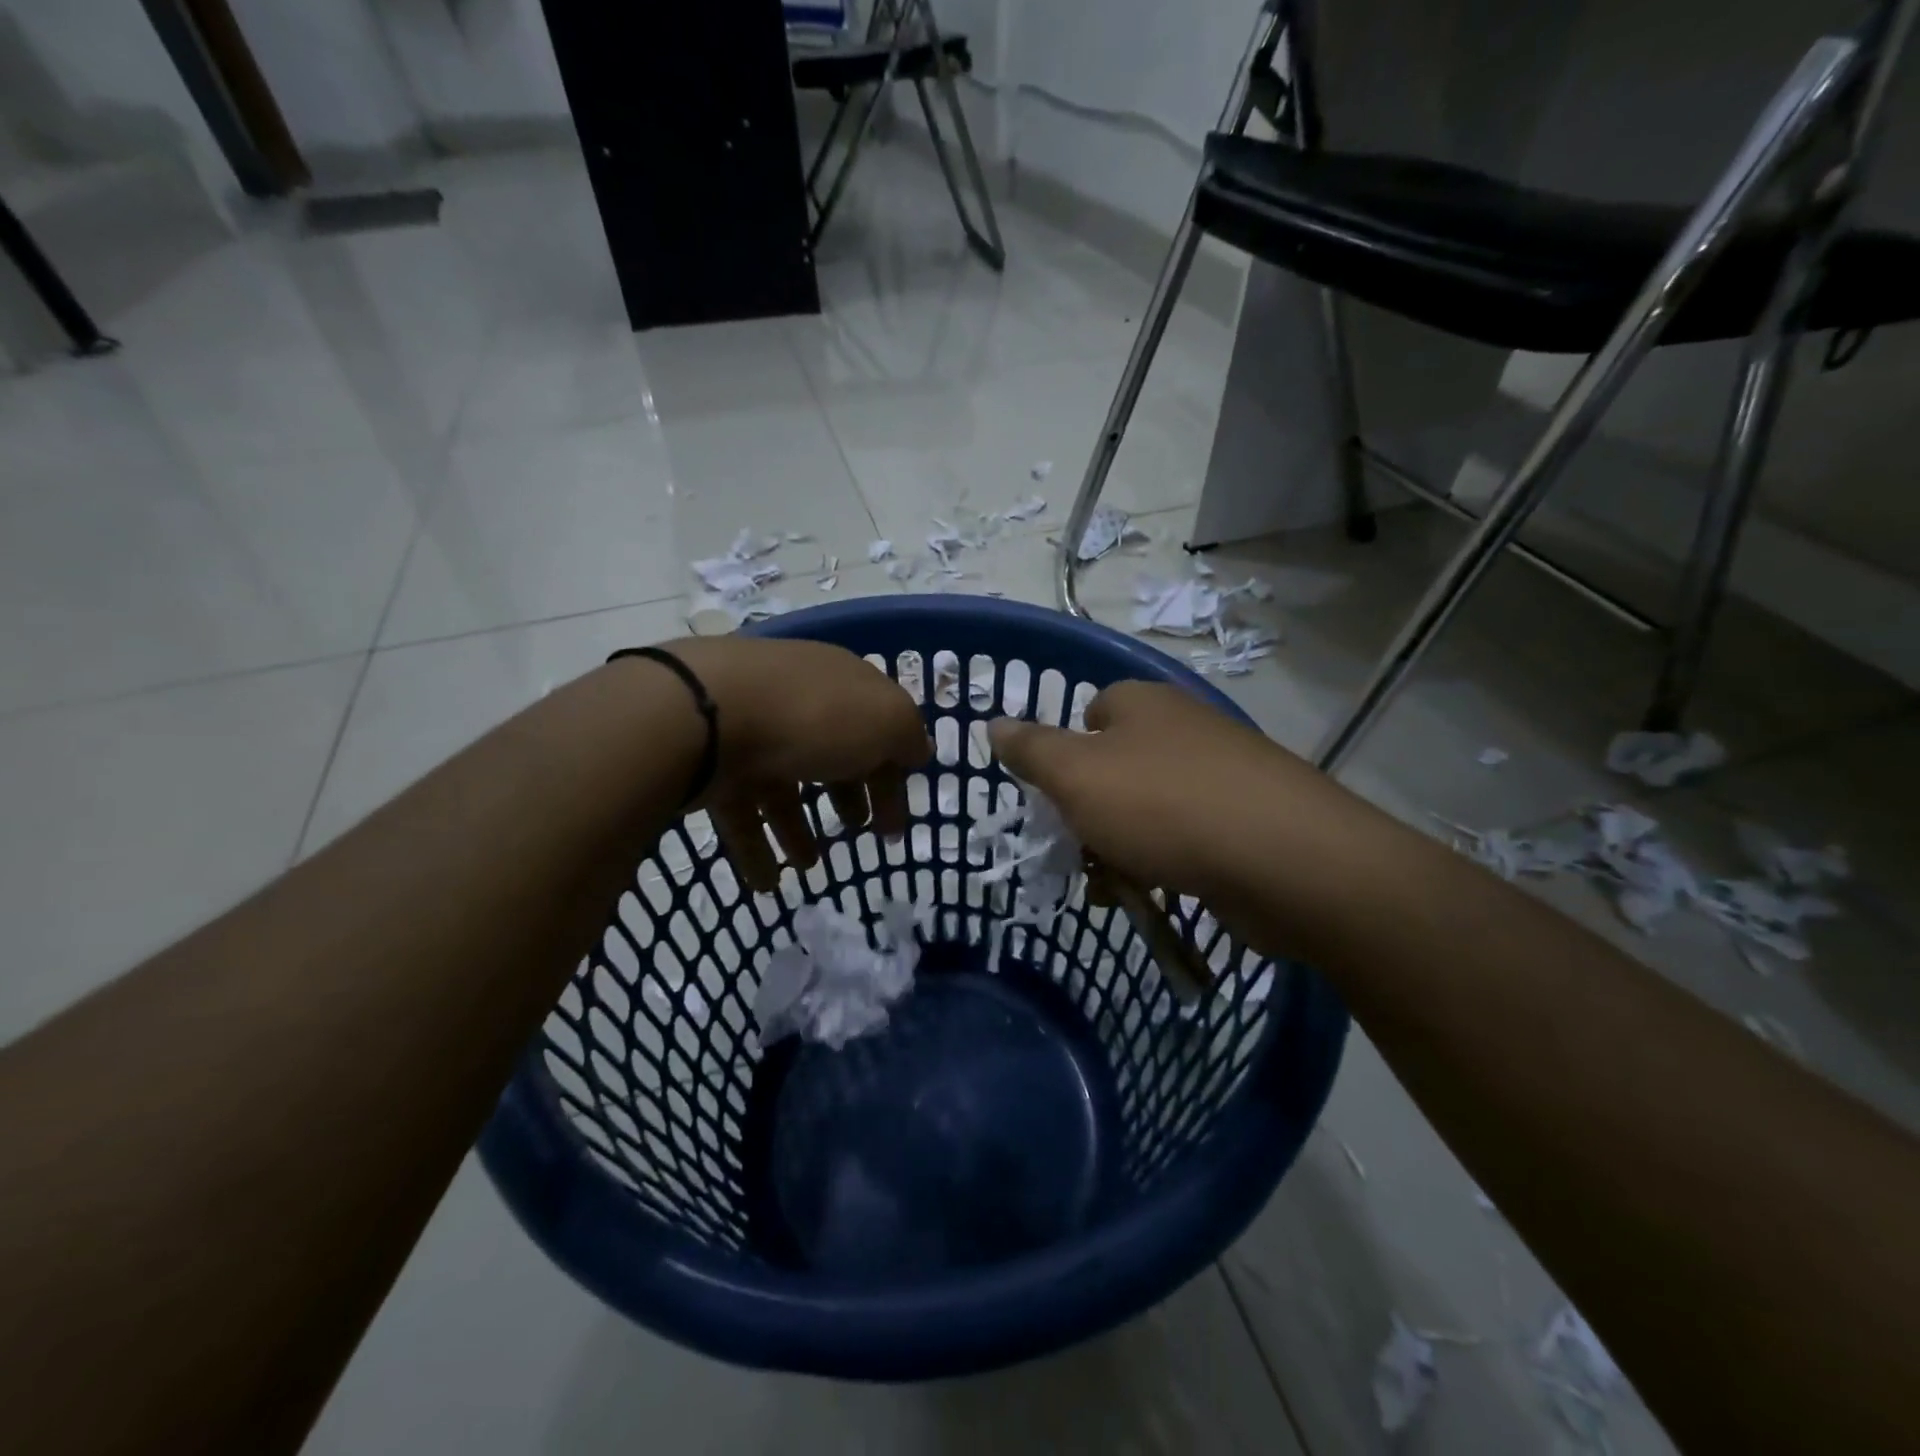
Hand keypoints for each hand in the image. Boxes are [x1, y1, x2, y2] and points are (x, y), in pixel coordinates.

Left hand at [666, 637, 930, 890]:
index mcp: (841, 684)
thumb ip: (908, 736)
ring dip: (798, 827)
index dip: (892, 776)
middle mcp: (796, 701)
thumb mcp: (886, 720)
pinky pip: (740, 809)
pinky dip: (755, 847)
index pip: (876, 728)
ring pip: (782, 784)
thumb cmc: (812, 716)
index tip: (896, 824)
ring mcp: (749, 730)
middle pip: (829, 753)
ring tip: (808, 865)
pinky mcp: (710, 763)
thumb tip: (917, 752)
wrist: (704, 714)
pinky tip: (766, 883)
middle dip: (847, 793)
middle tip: (858, 830)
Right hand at [988, 681, 1333, 952]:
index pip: (1090, 713)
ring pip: (1148, 810)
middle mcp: (1184, 729)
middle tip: (1076, 852)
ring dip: (1121, 848)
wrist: (1288, 861)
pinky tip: (1154, 896)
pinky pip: (1187, 840)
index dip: (1065, 755)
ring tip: (1110, 887)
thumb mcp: (1076, 776)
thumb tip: (993, 723)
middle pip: (1116, 768)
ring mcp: (1223, 775)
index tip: (1056, 798)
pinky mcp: (1249, 821)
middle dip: (1089, 814)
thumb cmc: (1164, 806)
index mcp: (1143, 704)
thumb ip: (1031, 750)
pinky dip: (1163, 865)